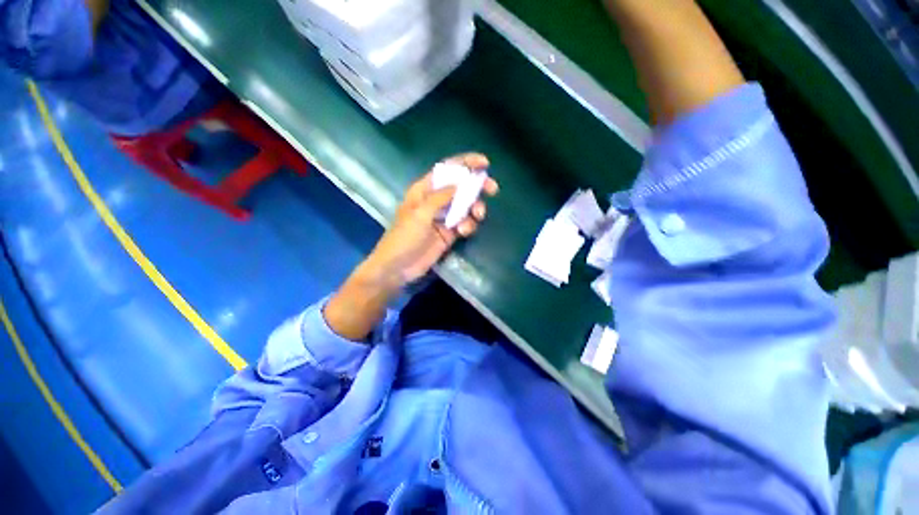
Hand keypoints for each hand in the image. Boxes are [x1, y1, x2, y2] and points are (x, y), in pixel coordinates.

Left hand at [323, 153, 497, 341]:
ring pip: (466, 206)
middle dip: (477, 186)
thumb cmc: (404, 237)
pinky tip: (462, 232)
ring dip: (475, 208)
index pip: (447, 170)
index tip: (485, 163)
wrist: (398, 267)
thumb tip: (460, 183)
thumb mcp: (420, 213)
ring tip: (477, 215)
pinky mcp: (449, 233)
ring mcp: (444, 217)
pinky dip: (468, 225)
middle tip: (493, 189)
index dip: (466, 163)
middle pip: (461, 187)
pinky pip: (465, 223)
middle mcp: (436, 201)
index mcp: (424, 190)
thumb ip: (440, 197)